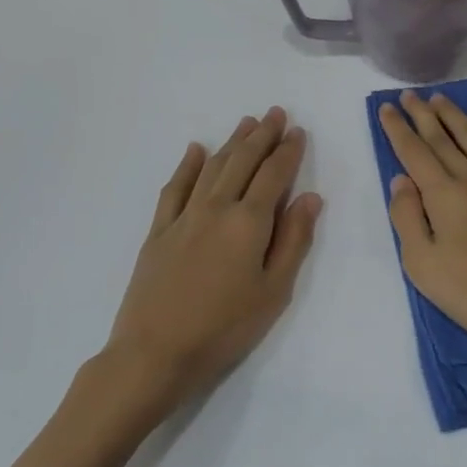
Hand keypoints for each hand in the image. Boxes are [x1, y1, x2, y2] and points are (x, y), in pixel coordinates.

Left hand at [102, 107, 320, 419]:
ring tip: (246, 122)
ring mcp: (183, 217)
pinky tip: (195, 150)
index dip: (288, 151)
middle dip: (262, 135)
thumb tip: (311, 197)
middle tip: (276, 113)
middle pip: (242, 162)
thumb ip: (294, 240)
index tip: (298, 131)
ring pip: (212, 167)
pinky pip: (174, 188)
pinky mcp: (159, 231)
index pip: (274, 175)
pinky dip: (187, 166)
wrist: (155, 353)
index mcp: (249, 222)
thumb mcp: (274, 291)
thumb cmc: (225, 328)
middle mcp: (216, 208)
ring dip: (231, 142)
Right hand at [379, 90, 466, 360]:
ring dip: (458, 118)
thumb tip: (401, 180)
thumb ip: (407, 217)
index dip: (399, 129)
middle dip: (424, 115)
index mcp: (445, 196)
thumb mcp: (422, 264)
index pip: (415, 153)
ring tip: (442, 100)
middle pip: (444, 140)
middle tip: (411, 95)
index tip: (388, 107)